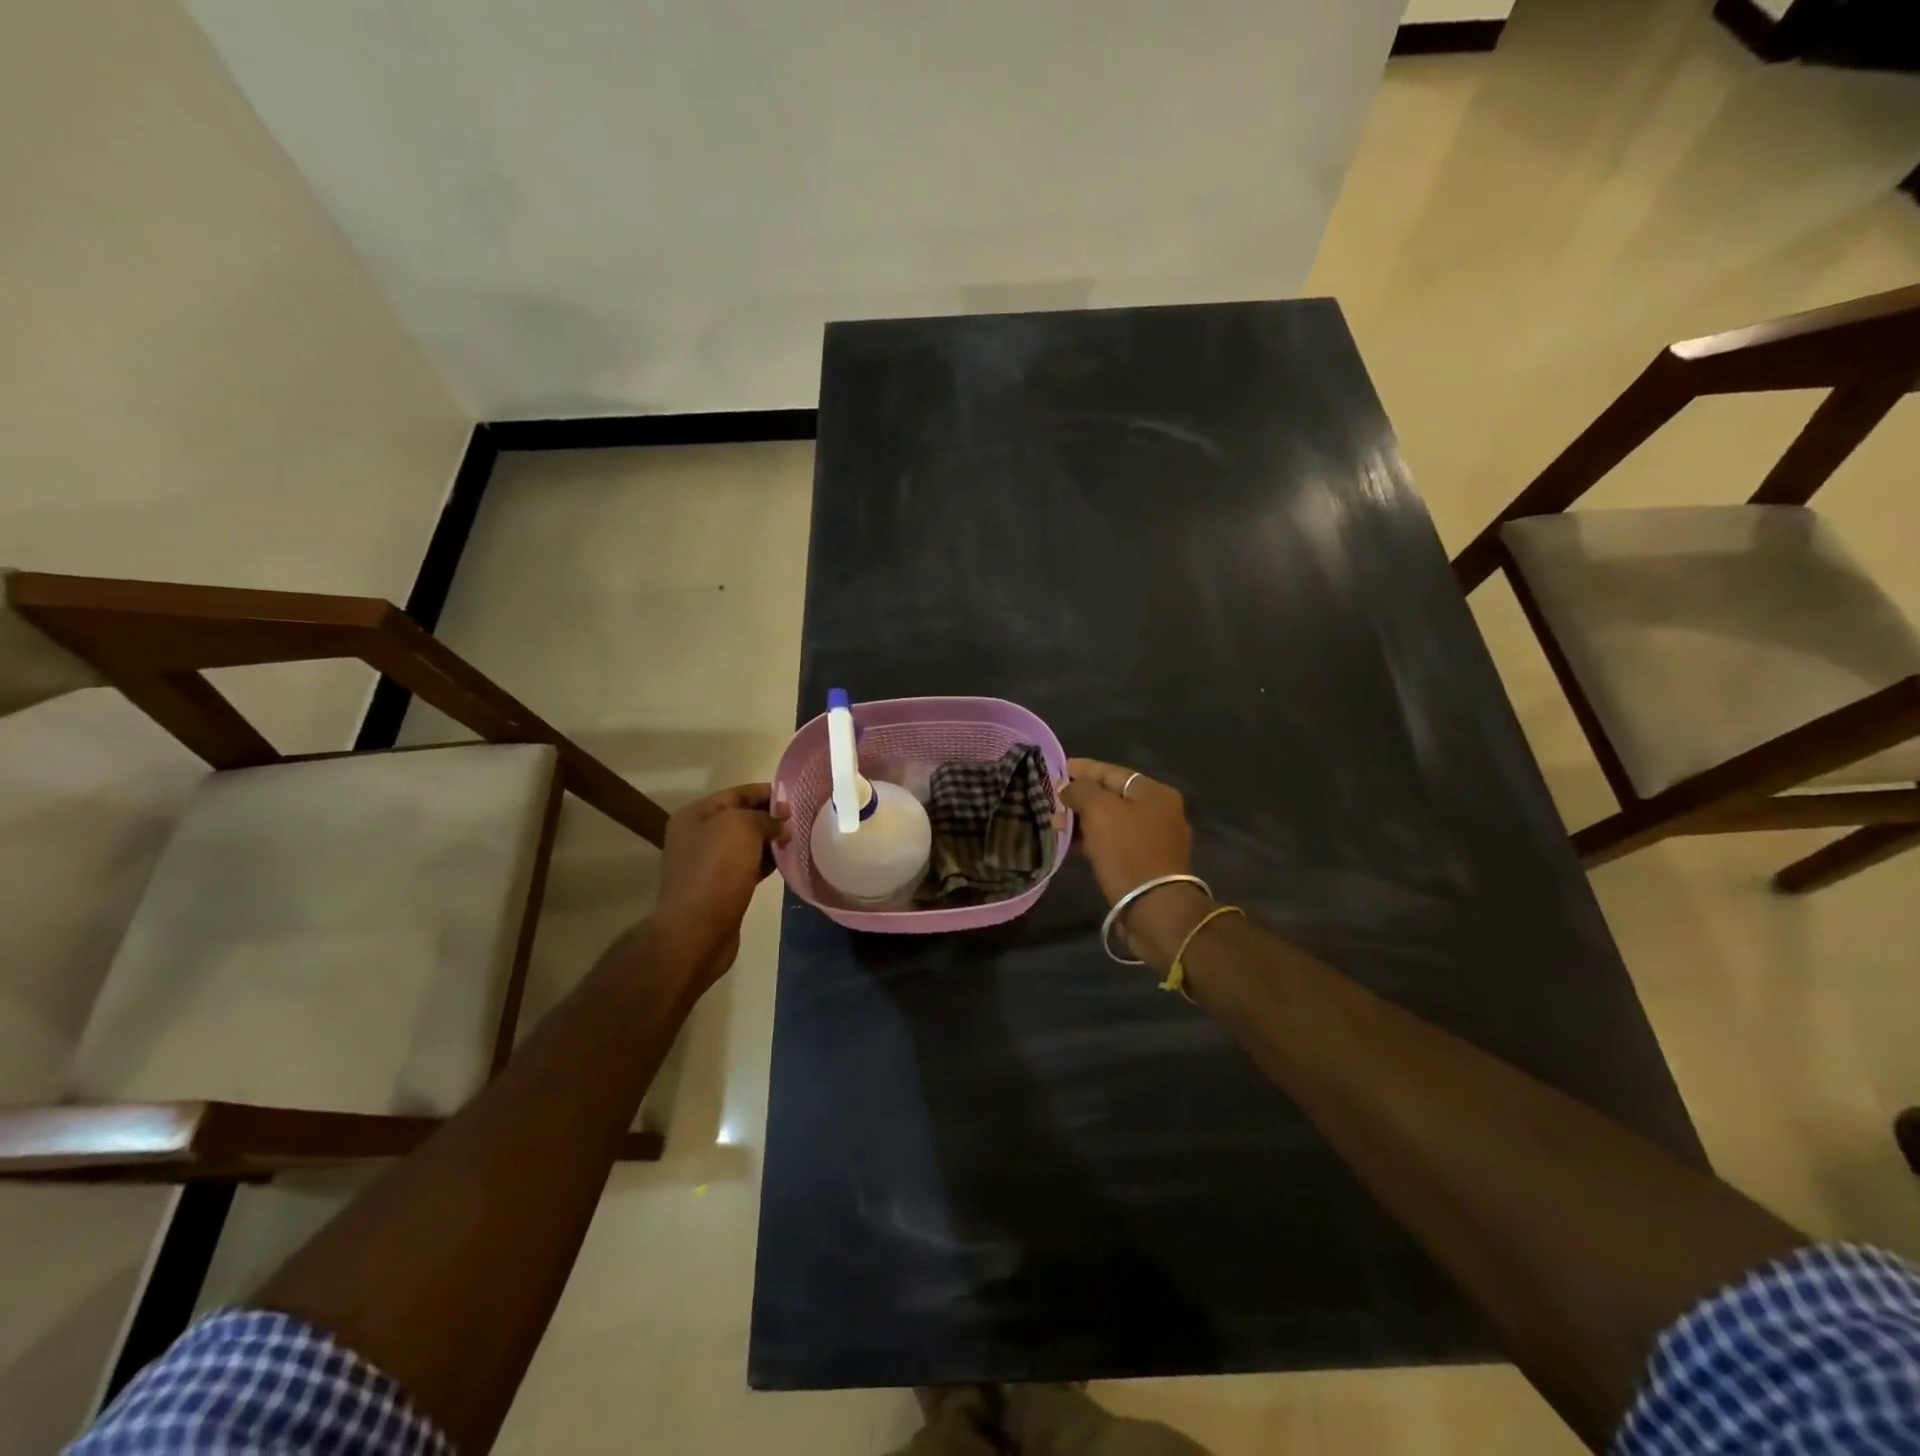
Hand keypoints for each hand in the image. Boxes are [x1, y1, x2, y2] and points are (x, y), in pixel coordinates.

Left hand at [654, 783, 789, 982]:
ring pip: (746, 844)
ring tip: (800, 839)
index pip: (737, 793)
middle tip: (802, 820)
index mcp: (695, 815)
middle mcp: (697, 836)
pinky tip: (788, 862)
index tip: (797, 797)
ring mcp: (707, 863)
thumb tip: (781, 822)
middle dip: (771, 817)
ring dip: (771, 841)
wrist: (697, 929)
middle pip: (741, 817)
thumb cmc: (717, 869)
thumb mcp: (742, 827)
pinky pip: (748, 866)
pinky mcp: (720, 887)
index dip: (767, 792)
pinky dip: (767, 862)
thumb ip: (765, 817)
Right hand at [1060, 758, 1209, 967]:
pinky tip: (1071, 844)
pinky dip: (1093, 840)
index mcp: (1155, 792)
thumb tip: (1068, 787)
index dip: (1082, 769)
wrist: (1154, 909)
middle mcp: (1159, 812)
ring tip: (1054, 824)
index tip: (1056, 769)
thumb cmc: (1128, 851)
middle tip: (1051, 801)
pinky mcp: (1146, 864)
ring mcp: (1155, 840)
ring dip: (1082, 820)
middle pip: (1112, 796)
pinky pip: (1114, 843)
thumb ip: (1081, 790)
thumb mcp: (1100, 811)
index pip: (1112, 772)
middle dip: (1080, 797)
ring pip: (1111, 821)